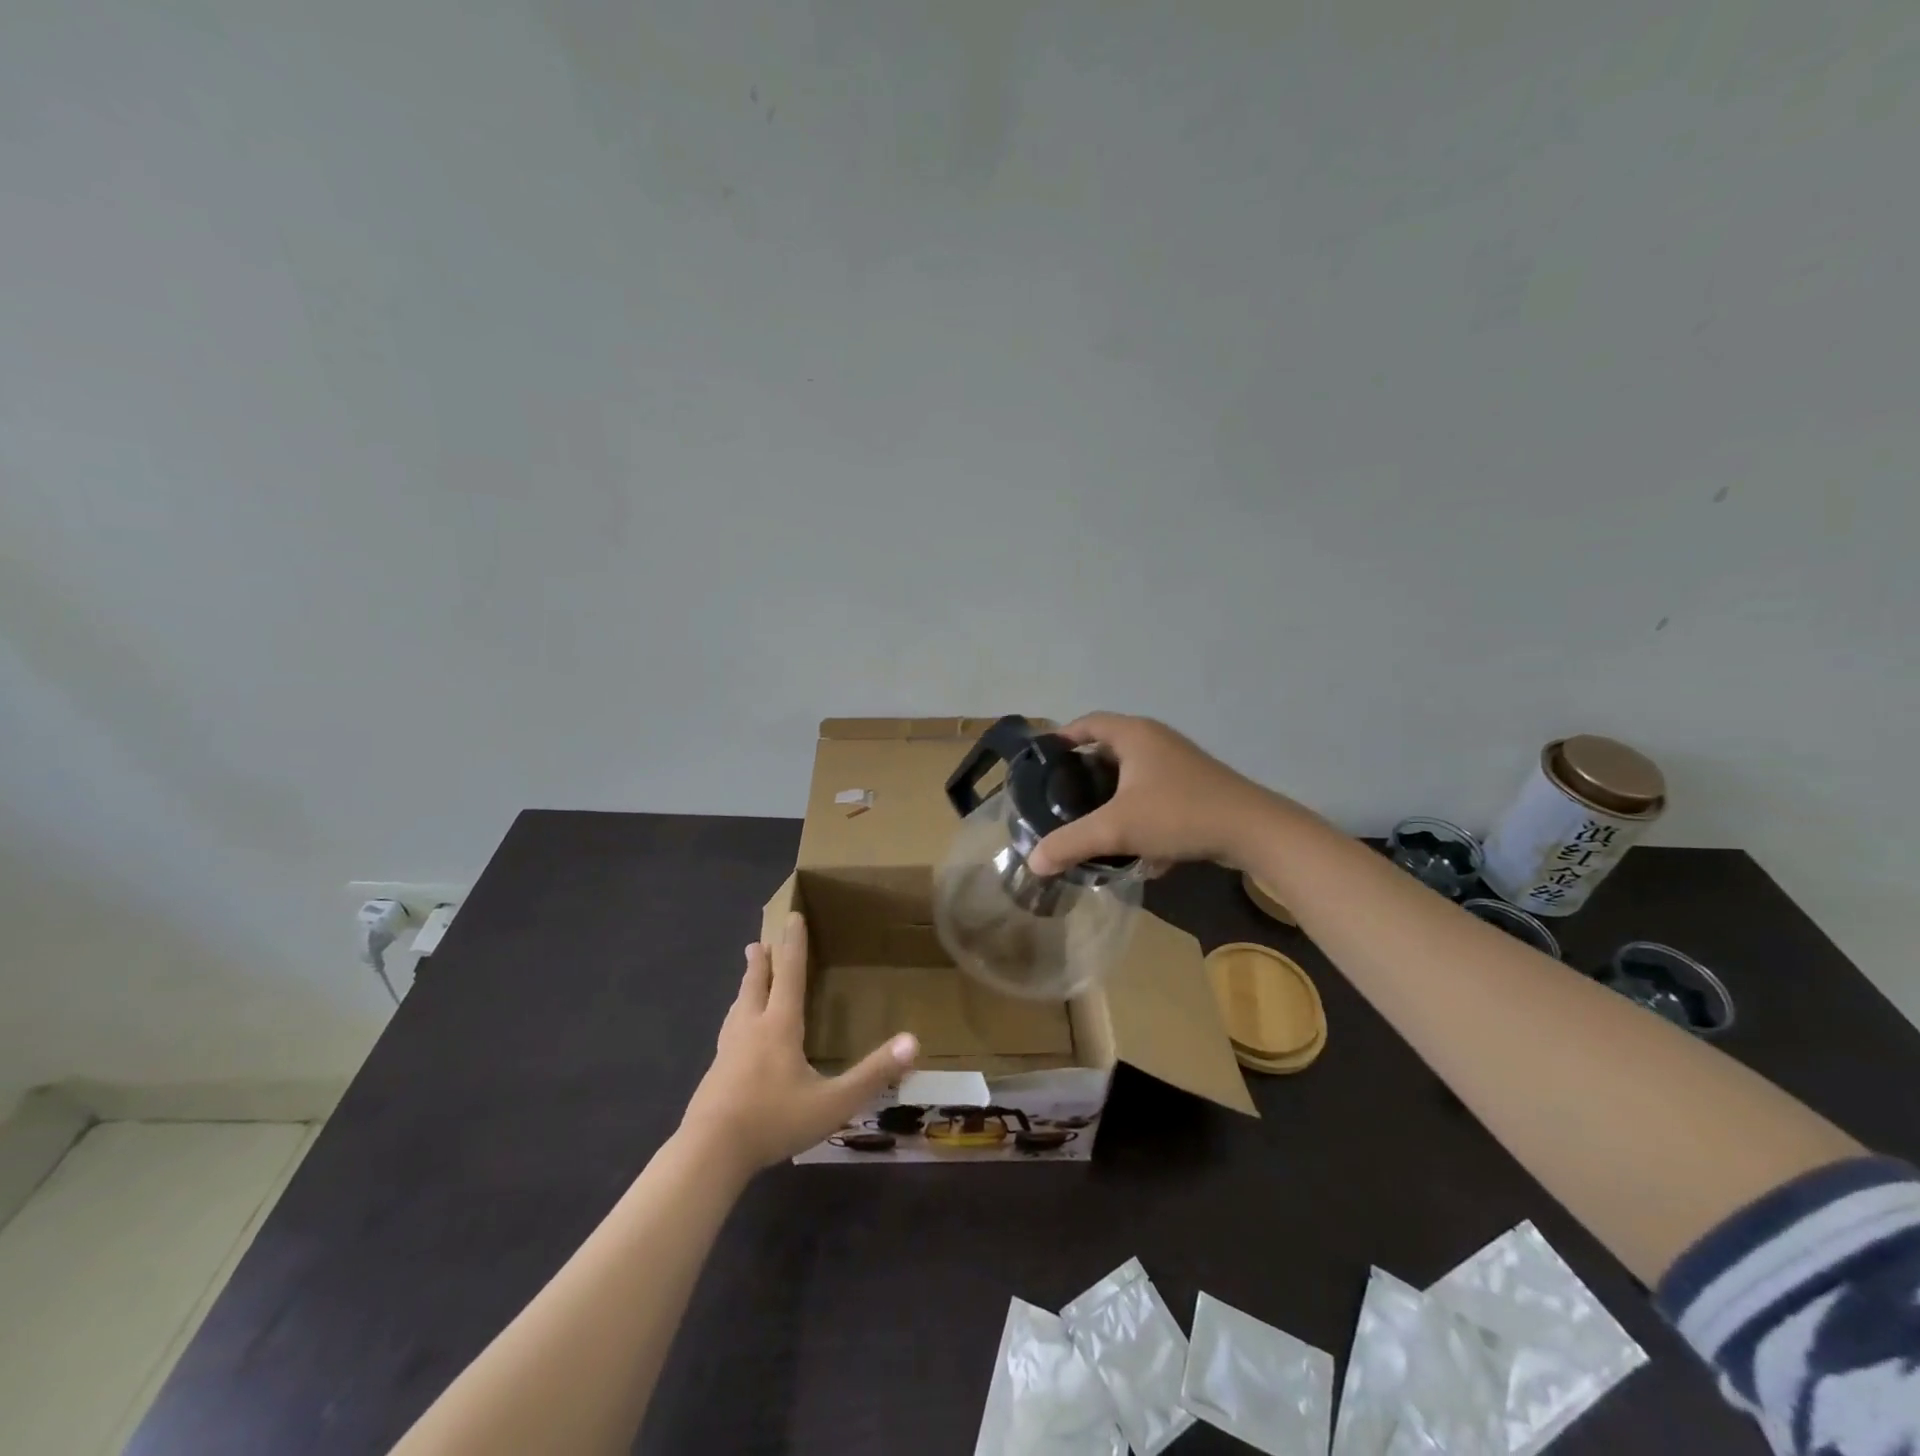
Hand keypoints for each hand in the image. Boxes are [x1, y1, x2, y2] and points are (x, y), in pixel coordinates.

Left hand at [680, 912, 917, 1174]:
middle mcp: (751, 1030)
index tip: (792, 917)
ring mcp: (727, 1052)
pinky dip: (735, 1019)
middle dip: (761, 963)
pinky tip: (734, 1037)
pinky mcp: (714, 1075)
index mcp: (779, 1027)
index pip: (790, 975)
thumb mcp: (833, 1102)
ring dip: (745, 988)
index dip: (794, 946)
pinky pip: (728, 1033)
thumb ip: (873, 1074)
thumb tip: (913, 1042)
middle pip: (756, 986)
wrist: (709, 1153)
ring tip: (746, 980)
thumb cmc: (773, 1120)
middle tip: (757, 943)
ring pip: (737, 1009)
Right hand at [1025, 713, 1284, 875]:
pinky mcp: (1195, 786)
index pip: (1088, 723)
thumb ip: (1071, 843)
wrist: (1253, 830)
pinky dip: (1138, 810)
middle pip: (1109, 748)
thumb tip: (1033, 862)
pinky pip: (1154, 792)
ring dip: (1112, 794)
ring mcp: (1179, 762)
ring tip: (1091, 820)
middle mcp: (1156, 740)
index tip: (1043, 761)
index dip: (1063, 737)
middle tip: (1060, 796)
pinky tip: (1134, 845)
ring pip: (1133, 773)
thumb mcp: (1117, 829)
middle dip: (1084, 772)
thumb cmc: (1178, 814)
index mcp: (1134, 735)